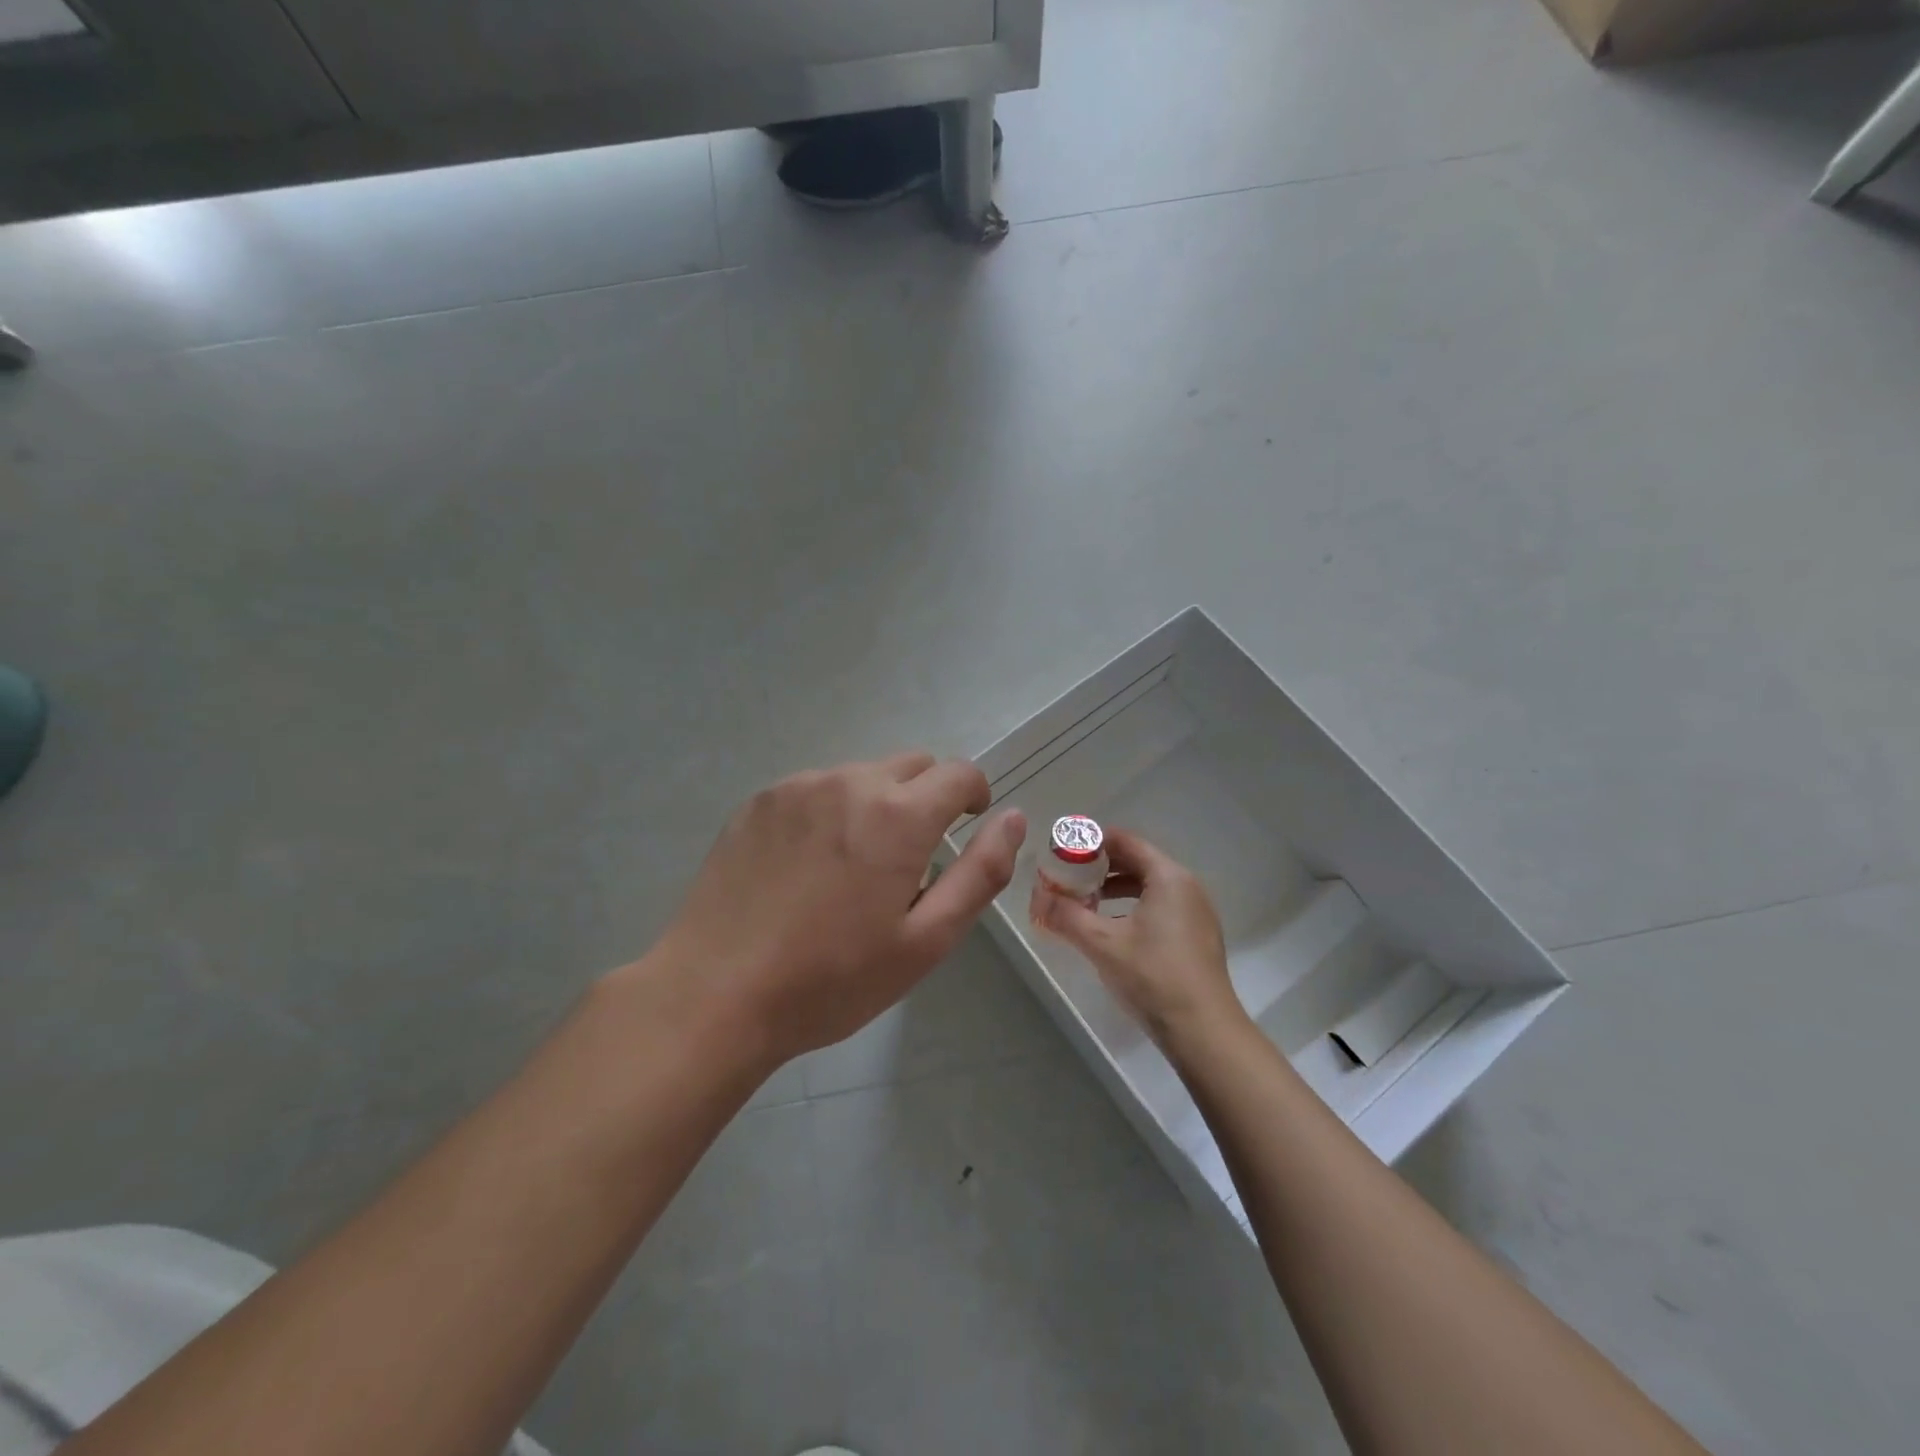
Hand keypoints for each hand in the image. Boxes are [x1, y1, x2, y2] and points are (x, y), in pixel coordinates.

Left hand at [644, 753, 1026, 1066]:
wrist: (715, 994)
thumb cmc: (832, 979)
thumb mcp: (925, 941)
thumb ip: (980, 873)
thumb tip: (1013, 818)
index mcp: (898, 815)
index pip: (959, 772)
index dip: (974, 795)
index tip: (967, 825)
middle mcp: (849, 782)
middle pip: (912, 766)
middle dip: (927, 798)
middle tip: (911, 858)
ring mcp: (797, 787)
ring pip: (861, 775)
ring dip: (876, 805)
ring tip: (853, 868)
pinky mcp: (759, 801)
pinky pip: (815, 789)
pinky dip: (830, 811)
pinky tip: (807, 866)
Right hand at [1028, 828, 1245, 1050]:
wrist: (1204, 1031)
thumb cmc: (1153, 976)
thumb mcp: (1102, 944)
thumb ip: (1066, 915)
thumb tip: (1037, 897)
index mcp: (1168, 877)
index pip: (1125, 841)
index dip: (1091, 842)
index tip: (1063, 852)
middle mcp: (1186, 886)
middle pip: (1137, 861)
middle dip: (1100, 867)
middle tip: (1068, 878)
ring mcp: (1196, 913)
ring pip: (1149, 886)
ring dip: (1115, 889)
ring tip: (1085, 904)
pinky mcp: (1196, 937)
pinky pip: (1160, 906)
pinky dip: (1133, 907)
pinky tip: (1112, 930)